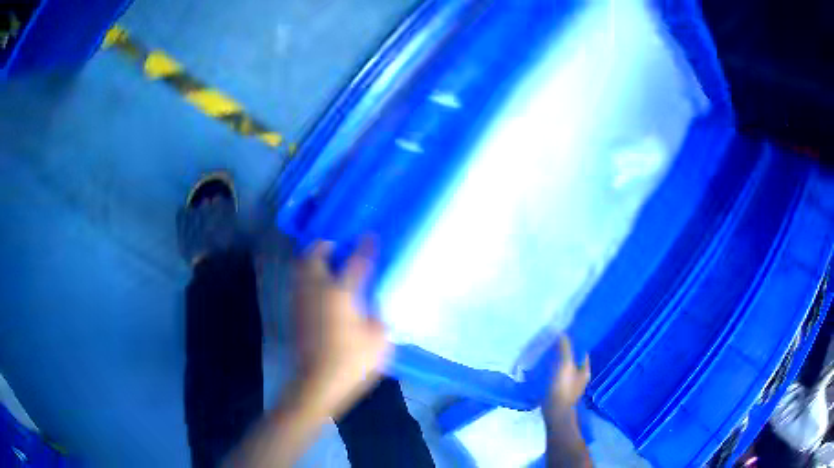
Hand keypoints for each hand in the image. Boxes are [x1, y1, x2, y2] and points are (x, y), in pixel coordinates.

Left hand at [292, 238, 390, 418]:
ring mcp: (302, 301)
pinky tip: (319, 286)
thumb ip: (378, 314)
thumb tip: (372, 303)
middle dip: (324, 245)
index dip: (365, 247)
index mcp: (340, 293)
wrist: (318, 384)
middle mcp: (317, 290)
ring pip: (301, 268)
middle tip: (337, 245)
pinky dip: (307, 276)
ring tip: (326, 261)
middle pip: (314, 255)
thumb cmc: (352, 362)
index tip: (371, 236)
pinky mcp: (295, 313)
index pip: (356, 261)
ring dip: (312, 259)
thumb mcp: (379, 338)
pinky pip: (299, 284)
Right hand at [546, 334, 590, 415]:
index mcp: (585, 370)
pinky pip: (558, 378)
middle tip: (554, 345)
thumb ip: (565, 349)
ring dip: (559, 363)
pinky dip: (553, 372)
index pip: (583, 352)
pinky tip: (544, 370)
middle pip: (574, 361)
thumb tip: (562, 333)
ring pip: (566, 369)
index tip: (565, 336)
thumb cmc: (563, 388)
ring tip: (548, 355)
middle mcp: (581, 377)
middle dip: (566, 353)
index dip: (576, 344)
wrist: (555, 412)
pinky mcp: (561, 392)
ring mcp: (571, 386)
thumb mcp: (565, 365)